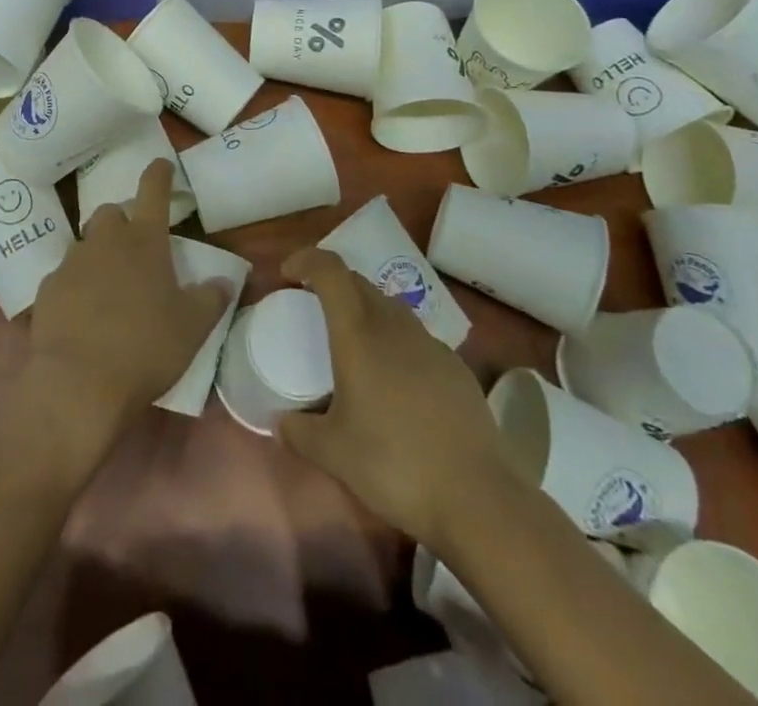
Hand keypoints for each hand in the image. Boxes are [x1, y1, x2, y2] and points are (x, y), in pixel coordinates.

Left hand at [24, 159, 229, 441]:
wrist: (78, 383)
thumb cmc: (145, 347)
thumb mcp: (193, 327)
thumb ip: (211, 299)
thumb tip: (225, 282)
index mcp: (144, 240)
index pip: (153, 191)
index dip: (159, 174)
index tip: (162, 165)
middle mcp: (105, 241)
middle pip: (112, 213)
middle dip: (124, 222)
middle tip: (137, 247)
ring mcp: (71, 263)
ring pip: (86, 244)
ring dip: (99, 255)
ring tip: (111, 287)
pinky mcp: (47, 289)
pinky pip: (65, 276)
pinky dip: (77, 286)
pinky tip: (84, 313)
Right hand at [276, 248, 510, 545]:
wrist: (478, 498)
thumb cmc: (394, 464)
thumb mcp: (333, 454)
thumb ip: (298, 432)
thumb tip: (278, 422)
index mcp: (359, 333)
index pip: (331, 270)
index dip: (307, 259)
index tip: (288, 274)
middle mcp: (394, 326)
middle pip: (359, 283)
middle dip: (333, 285)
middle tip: (313, 310)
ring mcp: (430, 344)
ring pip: (390, 308)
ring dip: (366, 312)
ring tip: (355, 349)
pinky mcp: (457, 368)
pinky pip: (416, 339)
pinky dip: (397, 343)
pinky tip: (396, 385)